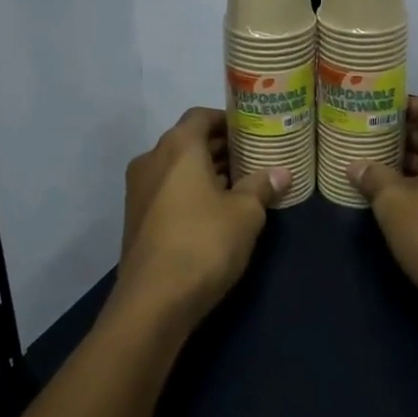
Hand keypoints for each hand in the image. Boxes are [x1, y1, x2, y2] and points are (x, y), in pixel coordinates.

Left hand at [111, 108, 288, 330]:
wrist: (153, 301)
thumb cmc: (204, 243)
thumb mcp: (245, 214)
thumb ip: (262, 187)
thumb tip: (282, 173)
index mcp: (178, 147)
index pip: (200, 115)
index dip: (226, 120)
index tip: (251, 131)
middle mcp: (152, 160)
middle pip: (187, 141)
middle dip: (219, 147)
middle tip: (252, 157)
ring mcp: (138, 190)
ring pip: (176, 168)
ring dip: (204, 171)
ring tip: (239, 185)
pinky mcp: (136, 218)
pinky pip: (166, 190)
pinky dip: (188, 191)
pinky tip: (214, 211)